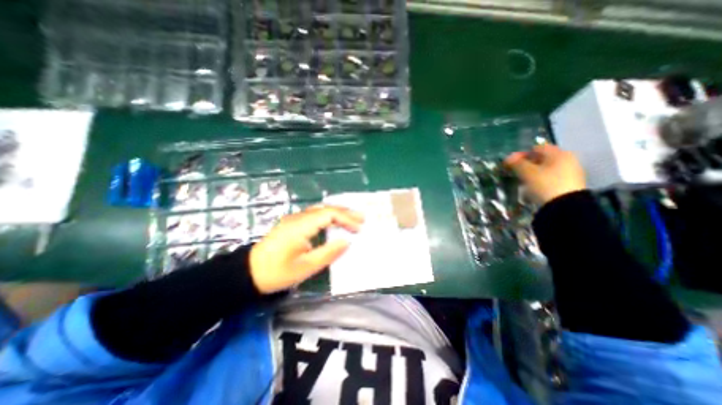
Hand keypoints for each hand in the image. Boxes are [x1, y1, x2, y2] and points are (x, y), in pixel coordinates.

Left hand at [250, 205, 363, 293]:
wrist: (248, 273)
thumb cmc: (277, 273)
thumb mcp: (306, 267)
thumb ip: (329, 252)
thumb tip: (347, 241)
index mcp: (300, 226)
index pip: (329, 214)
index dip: (346, 219)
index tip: (359, 228)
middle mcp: (298, 217)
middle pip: (325, 208)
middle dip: (345, 212)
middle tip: (361, 218)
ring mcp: (293, 219)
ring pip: (320, 210)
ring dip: (337, 213)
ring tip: (352, 219)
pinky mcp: (291, 223)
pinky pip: (314, 214)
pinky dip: (328, 216)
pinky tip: (334, 222)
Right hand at [503, 144, 585, 204]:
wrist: (565, 206)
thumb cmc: (545, 184)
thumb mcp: (527, 172)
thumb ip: (517, 163)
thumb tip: (508, 157)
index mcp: (559, 153)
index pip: (537, 148)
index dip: (522, 154)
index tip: (510, 163)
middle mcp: (568, 159)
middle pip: (543, 158)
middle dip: (528, 164)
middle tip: (516, 171)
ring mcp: (571, 172)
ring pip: (546, 168)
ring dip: (533, 172)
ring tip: (523, 181)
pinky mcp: (570, 184)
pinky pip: (551, 177)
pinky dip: (541, 179)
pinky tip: (534, 187)